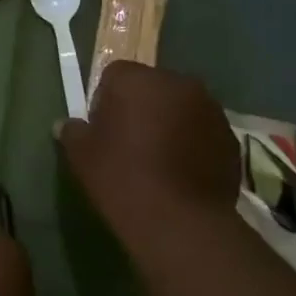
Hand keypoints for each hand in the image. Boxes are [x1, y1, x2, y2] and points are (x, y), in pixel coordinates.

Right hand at [57, 62, 243, 253]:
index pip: (114, 75)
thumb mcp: (82, 156)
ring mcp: (210, 109)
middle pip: (152, 87)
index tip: (102, 128)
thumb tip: (66, 124)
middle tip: (129, 143)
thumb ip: (73, 132)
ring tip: (158, 160)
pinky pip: (202, 131)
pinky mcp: (230, 137)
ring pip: (181, 108)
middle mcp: (178, 83)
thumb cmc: (122, 178)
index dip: (105, 100)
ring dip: (170, 123)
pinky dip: (192, 143)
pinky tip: (181, 173)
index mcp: (138, 79)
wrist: (178, 220)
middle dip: (141, 107)